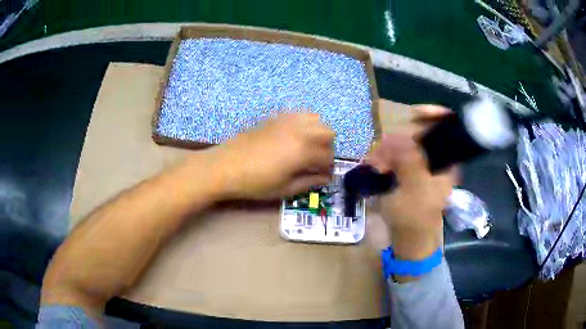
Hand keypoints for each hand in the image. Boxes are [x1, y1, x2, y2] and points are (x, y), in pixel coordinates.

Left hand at [206, 113, 334, 199]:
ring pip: (315, 118)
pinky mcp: (274, 118)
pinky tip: (293, 137)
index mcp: (303, 150)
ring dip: (317, 133)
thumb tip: (325, 178)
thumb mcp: (284, 189)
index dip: (329, 168)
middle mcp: (299, 130)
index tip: (324, 176)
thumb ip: (309, 182)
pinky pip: (297, 114)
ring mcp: (286, 121)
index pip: (328, 156)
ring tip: (307, 147)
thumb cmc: (254, 183)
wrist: (224, 167)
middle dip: (327, 148)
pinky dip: (303, 123)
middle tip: (317, 161)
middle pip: (328, 132)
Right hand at [366, 105, 456, 259]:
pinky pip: (394, 153)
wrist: (407, 239)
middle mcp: (435, 158)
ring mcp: (419, 163)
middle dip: (400, 139)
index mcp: (446, 161)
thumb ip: (409, 162)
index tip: (415, 113)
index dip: (434, 114)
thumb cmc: (415, 218)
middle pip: (420, 132)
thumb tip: (395, 137)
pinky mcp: (406, 169)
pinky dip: (383, 157)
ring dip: (387, 151)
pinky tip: (375, 168)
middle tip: (384, 155)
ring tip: (376, 167)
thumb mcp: (414, 190)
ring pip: (403, 142)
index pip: (447, 127)